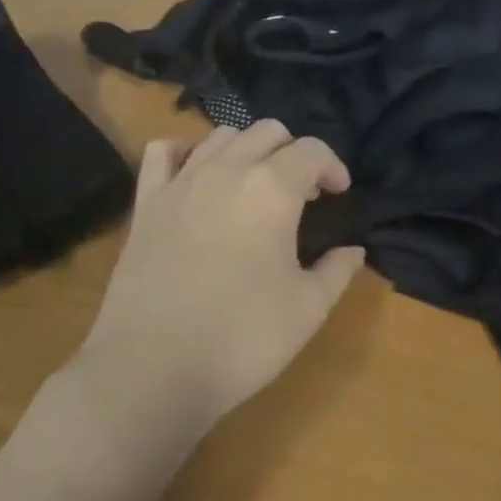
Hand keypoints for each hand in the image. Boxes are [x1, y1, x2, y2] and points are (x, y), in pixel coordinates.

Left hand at [68, 119, 364, 435]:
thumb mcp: (308, 309)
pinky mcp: (146, 203)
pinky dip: (186, 152)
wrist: (154, 368)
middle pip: (268, 132)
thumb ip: (337, 270)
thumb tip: (354, 250)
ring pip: (220, 136)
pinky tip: (197, 176)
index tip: (340, 193)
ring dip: (247, 150)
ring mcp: (180, 182)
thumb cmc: (243, 338)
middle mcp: (226, 170)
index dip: (334, 166)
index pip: (313, 150)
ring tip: (255, 186)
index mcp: (273, 189)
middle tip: (303, 193)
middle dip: (293, 153)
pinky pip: (162, 153)